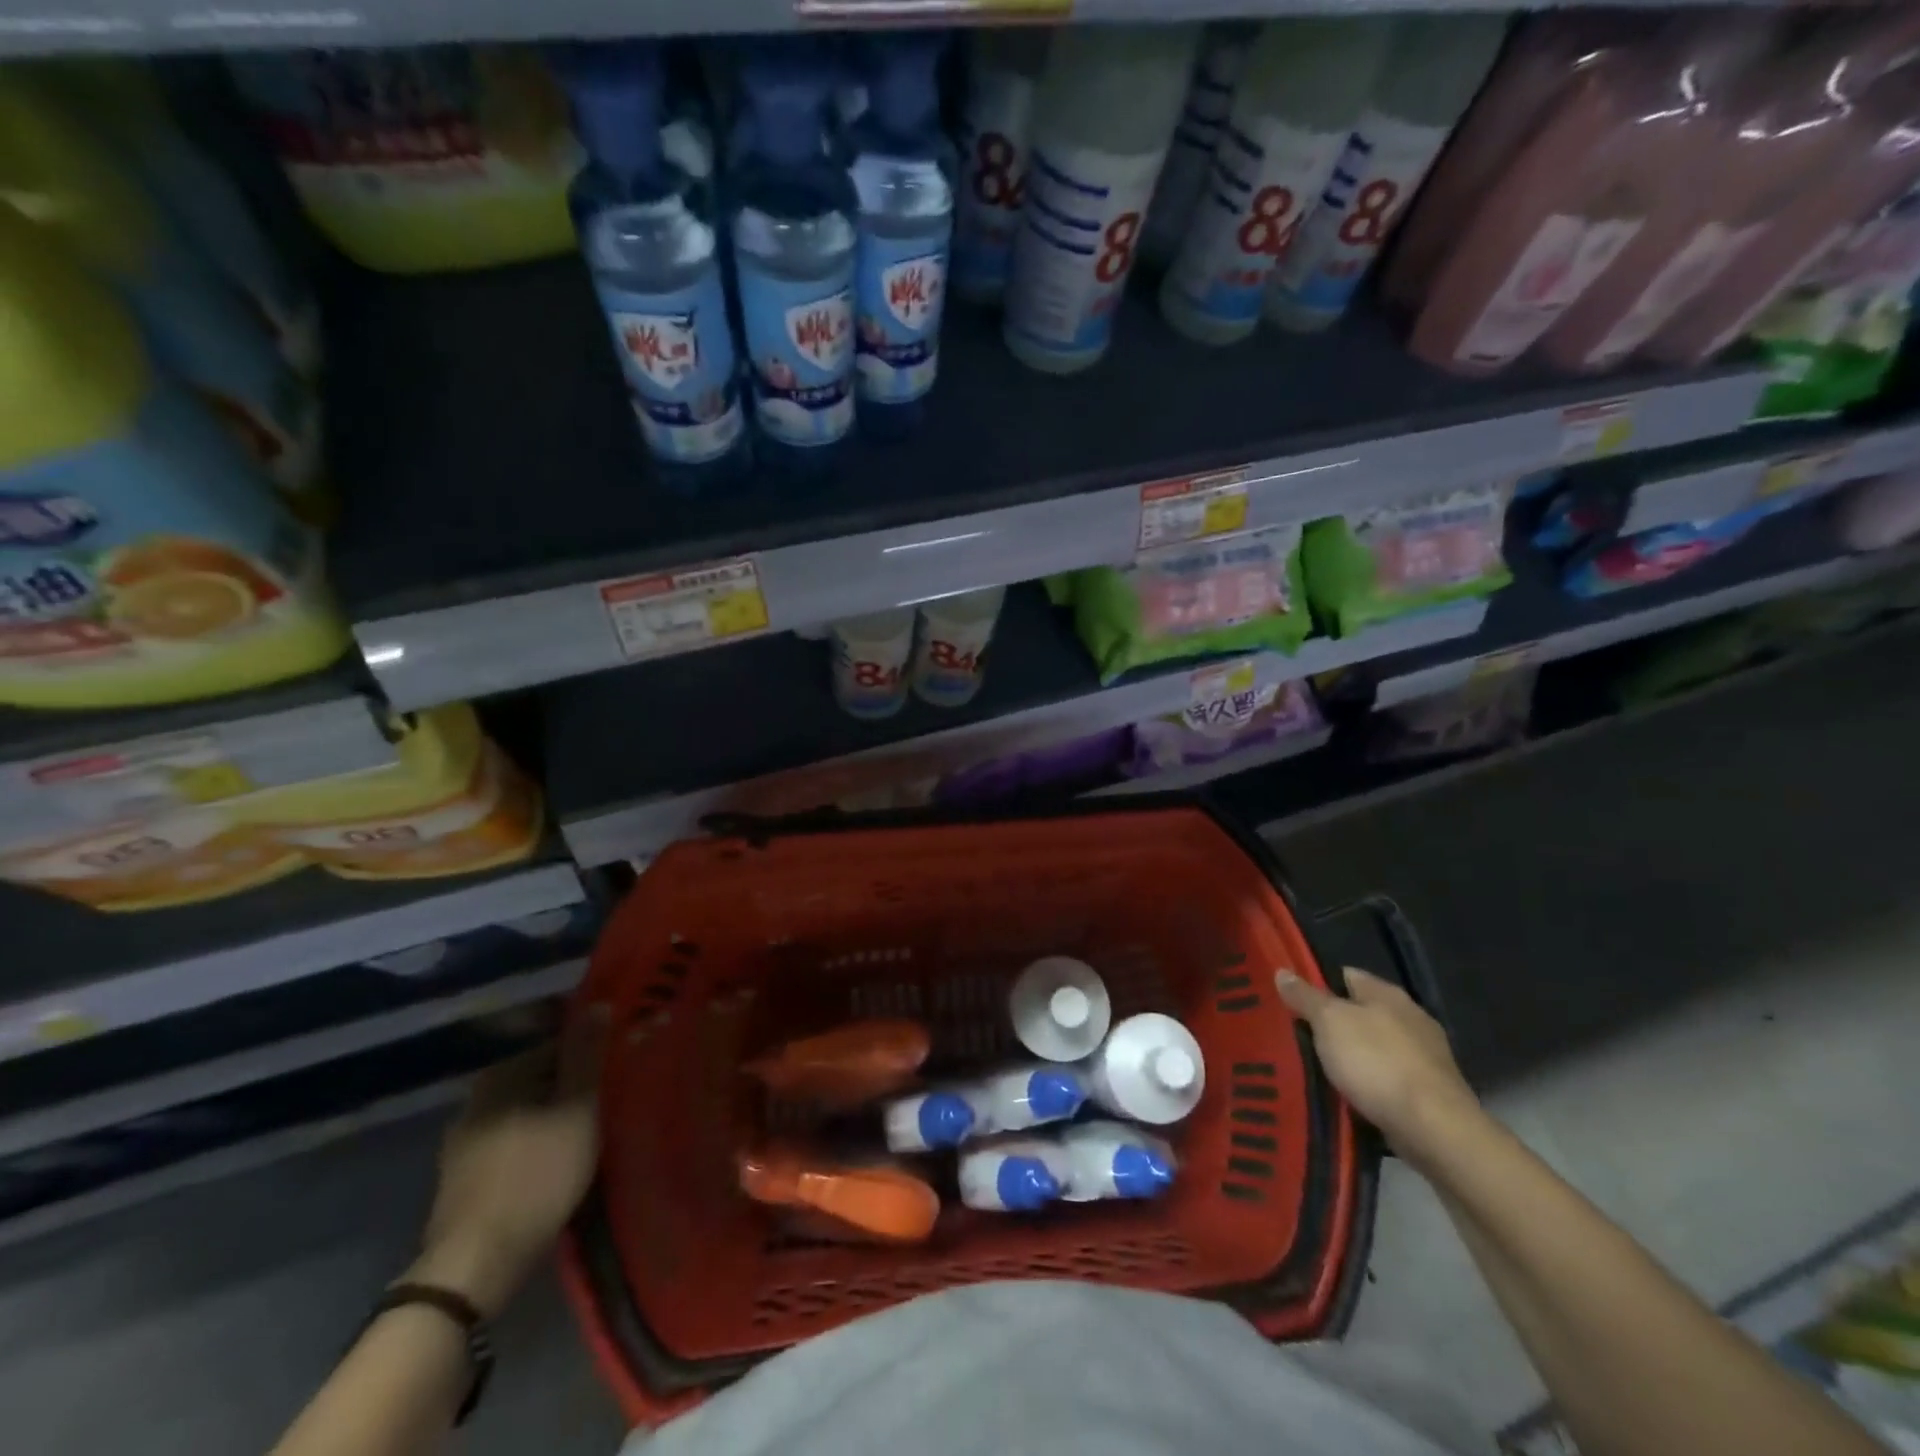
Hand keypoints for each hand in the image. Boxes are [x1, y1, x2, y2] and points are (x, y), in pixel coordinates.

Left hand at [410, 1005, 609, 1316]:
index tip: (617, 1063)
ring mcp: (463, 1141)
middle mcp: (475, 1100)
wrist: (476, 1266)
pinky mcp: (463, 1177)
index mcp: (500, 1076)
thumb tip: (598, 1004)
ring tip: (590, 1125)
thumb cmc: (537, 1177)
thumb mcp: (577, 1110)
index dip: (590, 1050)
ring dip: (555, 1112)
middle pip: (538, 1076)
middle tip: (610, 1095)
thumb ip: (587, 1056)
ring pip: (525, 1109)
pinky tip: (558, 1156)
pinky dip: (537, 1138)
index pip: (555, 1042)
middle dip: (572, 1081)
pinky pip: (512, 1139)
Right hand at [1276, 967, 1480, 1166]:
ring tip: (1317, 1066)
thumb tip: (1282, 971)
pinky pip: (1386, 1078)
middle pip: (1360, 1012)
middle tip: (1297, 1034)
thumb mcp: (1329, 1022)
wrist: (1434, 1129)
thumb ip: (1306, 997)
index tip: (1291, 998)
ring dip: (1350, 1055)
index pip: (1346, 975)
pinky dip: (1368, 1083)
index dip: (1317, 983)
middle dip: (1332, 1023)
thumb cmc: (1377, 1062)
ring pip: (1373, 1047)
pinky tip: (1347, 1093)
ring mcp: (1424, 1057)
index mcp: (1388, 994)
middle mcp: (1410, 1018)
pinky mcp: (1428, 1092)